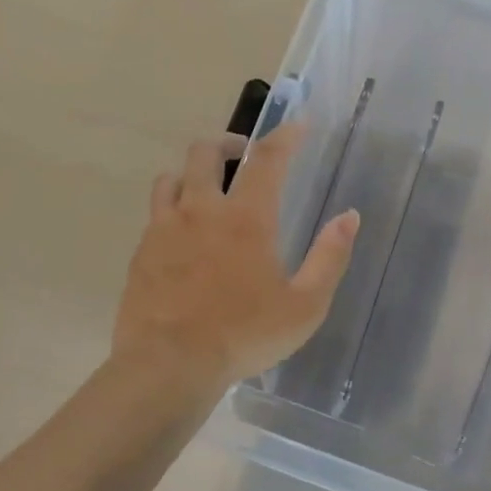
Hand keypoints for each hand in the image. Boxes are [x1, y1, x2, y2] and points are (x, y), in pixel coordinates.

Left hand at [114, 125, 359, 390]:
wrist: (169, 365)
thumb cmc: (244, 335)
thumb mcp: (305, 305)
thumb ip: (330, 257)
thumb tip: (349, 217)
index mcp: (245, 218)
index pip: (267, 159)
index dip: (284, 136)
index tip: (297, 124)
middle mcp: (201, 210)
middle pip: (205, 153)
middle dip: (227, 144)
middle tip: (241, 155)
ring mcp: (164, 229)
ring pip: (171, 177)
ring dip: (190, 173)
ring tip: (206, 189)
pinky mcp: (141, 252)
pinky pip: (154, 214)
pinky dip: (170, 208)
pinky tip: (180, 234)